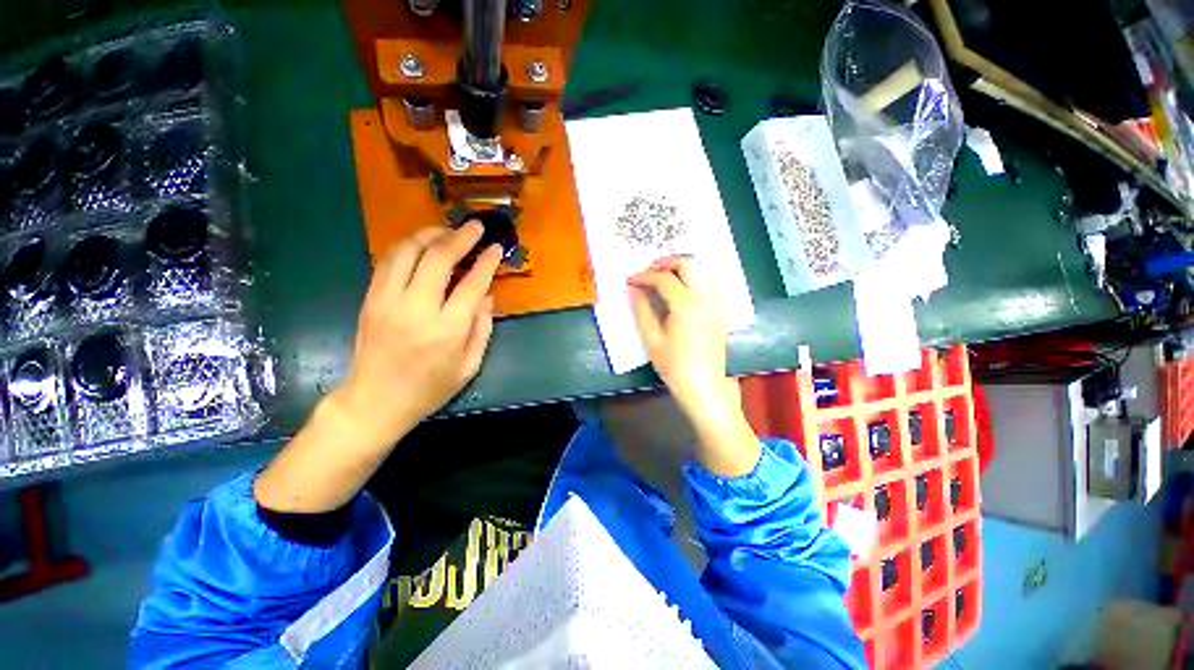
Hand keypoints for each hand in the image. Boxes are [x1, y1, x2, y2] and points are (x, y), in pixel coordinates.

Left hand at [339, 222, 501, 442]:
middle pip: (438, 258)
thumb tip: (487, 296)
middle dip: (460, 237)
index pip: (471, 284)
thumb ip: (482, 329)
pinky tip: (421, 244)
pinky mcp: (370, 299)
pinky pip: (388, 261)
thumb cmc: (430, 389)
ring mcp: (388, 301)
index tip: (496, 247)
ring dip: (431, 234)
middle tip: (476, 227)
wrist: (375, 401)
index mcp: (447, 330)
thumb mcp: (469, 367)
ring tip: (448, 230)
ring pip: (408, 251)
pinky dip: (407, 246)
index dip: (487, 262)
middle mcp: (416, 309)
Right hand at [628, 257, 759, 476]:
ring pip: (703, 269)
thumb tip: (633, 288)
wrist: (706, 387)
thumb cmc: (675, 367)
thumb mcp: (652, 340)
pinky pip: (709, 281)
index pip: (664, 279)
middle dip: (666, 263)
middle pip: (689, 264)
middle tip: (648, 272)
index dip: (644, 276)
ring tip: (663, 277)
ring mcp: (717, 302)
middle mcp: (706, 298)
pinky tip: (680, 287)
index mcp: (687, 307)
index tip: (631, 280)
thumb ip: (642, 310)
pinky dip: (693, 276)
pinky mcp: (720, 309)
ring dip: (682, 266)